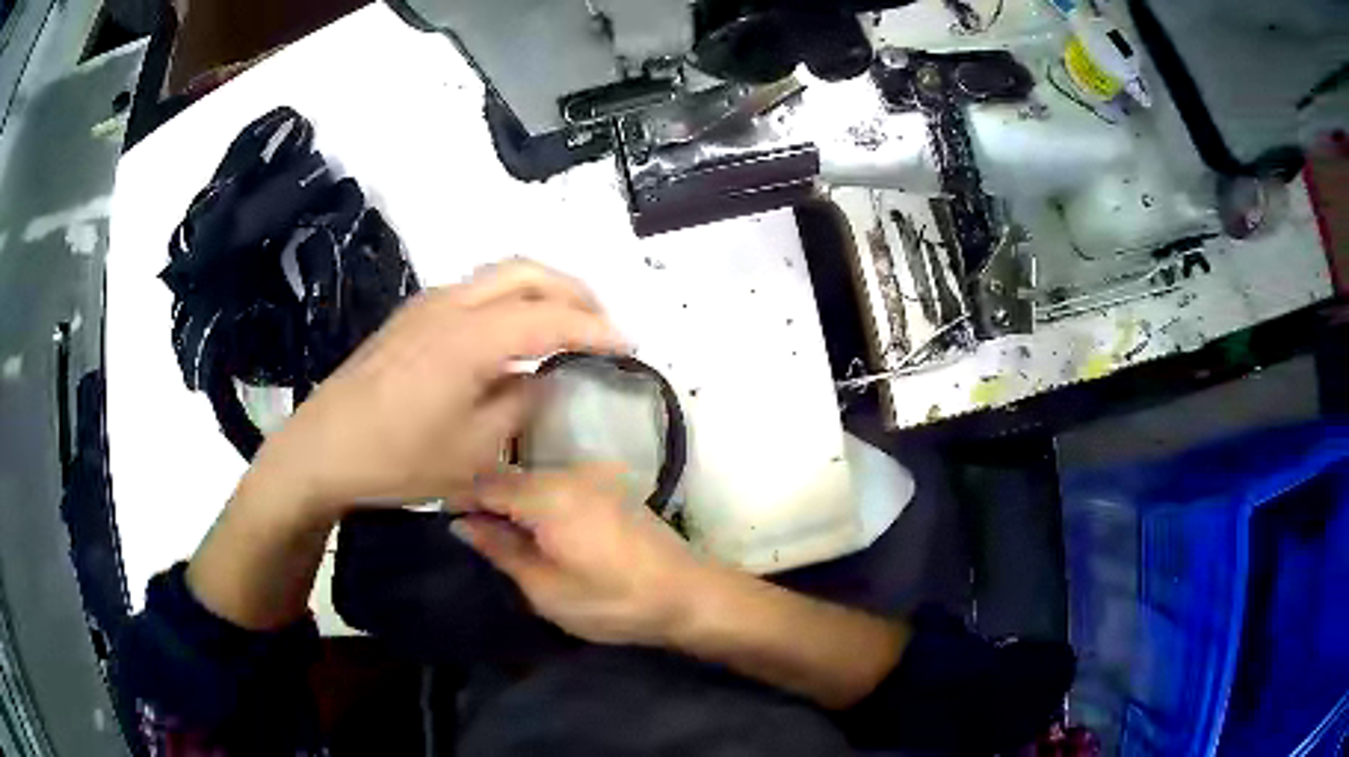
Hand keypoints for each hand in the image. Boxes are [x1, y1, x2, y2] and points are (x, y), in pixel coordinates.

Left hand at [249, 259, 627, 515]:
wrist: (322, 448)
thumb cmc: (398, 458)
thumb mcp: (473, 450)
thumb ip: (519, 404)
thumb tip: (543, 378)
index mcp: (472, 337)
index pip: (551, 317)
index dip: (596, 328)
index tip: (630, 345)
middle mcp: (453, 304)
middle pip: (528, 272)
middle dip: (574, 291)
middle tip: (602, 324)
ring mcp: (427, 305)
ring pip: (500, 275)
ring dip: (541, 290)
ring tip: (566, 323)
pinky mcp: (411, 316)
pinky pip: (475, 290)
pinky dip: (509, 298)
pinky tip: (512, 333)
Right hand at [452, 463, 716, 645]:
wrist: (689, 594)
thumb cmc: (613, 601)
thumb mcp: (545, 588)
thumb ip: (500, 549)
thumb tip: (463, 523)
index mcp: (548, 494)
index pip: (487, 482)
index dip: (460, 497)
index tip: (443, 517)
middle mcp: (570, 472)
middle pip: (511, 476)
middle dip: (486, 499)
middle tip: (469, 532)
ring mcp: (595, 476)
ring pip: (535, 480)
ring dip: (513, 502)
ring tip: (499, 534)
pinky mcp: (611, 487)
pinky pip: (559, 486)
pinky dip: (539, 503)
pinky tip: (536, 530)